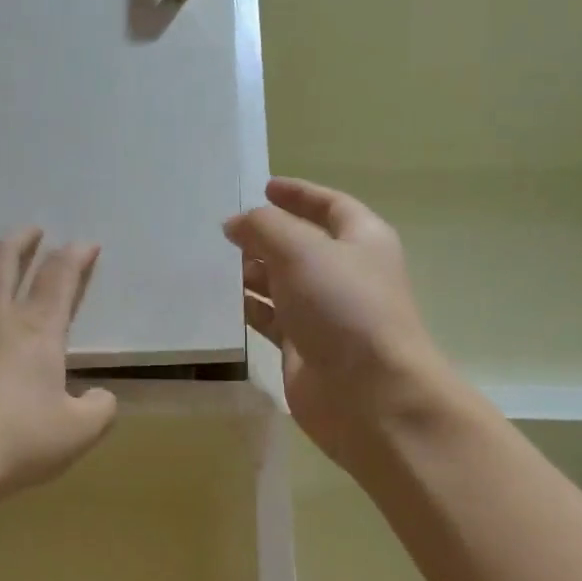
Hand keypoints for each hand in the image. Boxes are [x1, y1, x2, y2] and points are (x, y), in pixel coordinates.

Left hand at [0, 227, 117, 511]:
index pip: (58, 280)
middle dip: (19, 242)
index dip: (74, 257)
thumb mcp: (77, 433)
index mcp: (35, 333)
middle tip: (31, 231)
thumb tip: (101, 397)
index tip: (85, 244)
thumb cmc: (16, 441)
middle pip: (1, 265)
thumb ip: (98, 410)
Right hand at [225, 177, 480, 474]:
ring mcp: (325, 313)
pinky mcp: (304, 348)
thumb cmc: (343, 308)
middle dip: (265, 236)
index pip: (329, 205)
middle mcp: (345, 274)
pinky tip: (220, 303)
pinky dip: (249, 309)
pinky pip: (271, 319)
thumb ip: (264, 228)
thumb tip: (236, 224)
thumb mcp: (301, 250)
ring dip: (252, 273)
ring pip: (282, 284)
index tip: (263, 187)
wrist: (367, 393)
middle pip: (301, 245)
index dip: (298, 194)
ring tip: (213, 265)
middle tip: (224, 232)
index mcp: (361, 240)